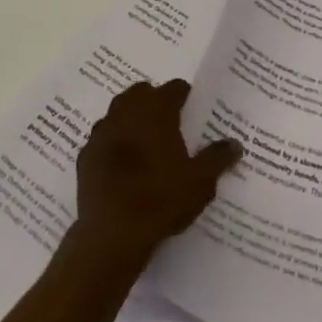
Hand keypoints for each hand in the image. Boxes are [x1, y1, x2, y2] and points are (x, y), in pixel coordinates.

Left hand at [74, 80, 241, 265]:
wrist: (112, 234)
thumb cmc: (161, 199)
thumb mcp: (200, 181)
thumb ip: (218, 158)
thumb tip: (235, 144)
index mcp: (156, 111)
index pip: (174, 88)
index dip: (185, 96)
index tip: (193, 109)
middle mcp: (126, 112)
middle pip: (142, 92)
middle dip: (154, 101)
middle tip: (169, 123)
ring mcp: (102, 132)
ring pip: (118, 112)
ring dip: (131, 119)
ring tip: (145, 142)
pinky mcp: (85, 155)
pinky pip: (102, 139)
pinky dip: (113, 143)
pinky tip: (121, 164)